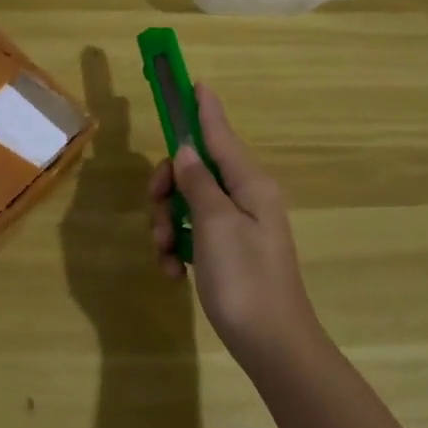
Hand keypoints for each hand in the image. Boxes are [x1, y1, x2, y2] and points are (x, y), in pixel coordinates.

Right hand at [148, 84, 323, 366]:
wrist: (272, 345)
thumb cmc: (244, 279)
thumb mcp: (214, 224)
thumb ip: (197, 182)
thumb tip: (186, 150)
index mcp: (250, 183)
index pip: (219, 133)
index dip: (203, 108)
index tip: (193, 82)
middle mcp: (246, 197)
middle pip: (194, 168)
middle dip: (166, 187)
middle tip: (155, 206)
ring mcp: (237, 226)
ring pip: (187, 202)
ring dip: (166, 223)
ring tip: (162, 253)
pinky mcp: (228, 252)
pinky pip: (192, 233)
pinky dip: (176, 247)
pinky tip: (171, 273)